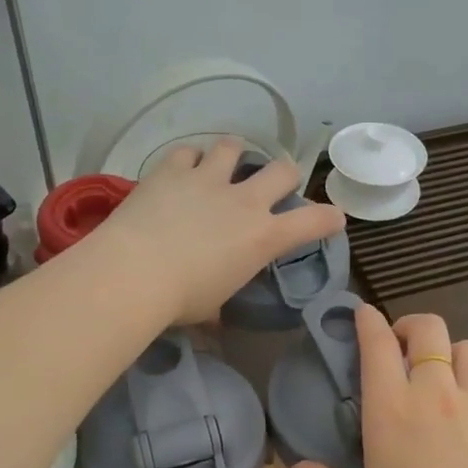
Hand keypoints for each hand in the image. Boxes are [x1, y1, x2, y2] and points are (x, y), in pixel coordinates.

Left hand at [97, 139, 346, 326]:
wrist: (134, 273)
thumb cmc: (180, 300)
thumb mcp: (212, 307)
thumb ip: (221, 302)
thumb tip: (214, 320)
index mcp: (263, 237)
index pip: (314, 222)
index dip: (329, 218)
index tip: (332, 219)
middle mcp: (243, 201)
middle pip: (283, 169)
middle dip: (284, 176)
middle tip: (271, 186)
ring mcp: (208, 179)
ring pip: (234, 146)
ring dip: (234, 155)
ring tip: (223, 166)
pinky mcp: (172, 170)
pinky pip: (188, 151)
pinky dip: (189, 160)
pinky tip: (182, 171)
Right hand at [295, 307, 467, 467]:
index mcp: (390, 409)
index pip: (378, 344)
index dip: (368, 319)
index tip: (362, 314)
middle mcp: (432, 393)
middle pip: (428, 328)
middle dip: (410, 325)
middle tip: (399, 345)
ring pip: (466, 346)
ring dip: (448, 348)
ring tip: (438, 371)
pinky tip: (462, 407)